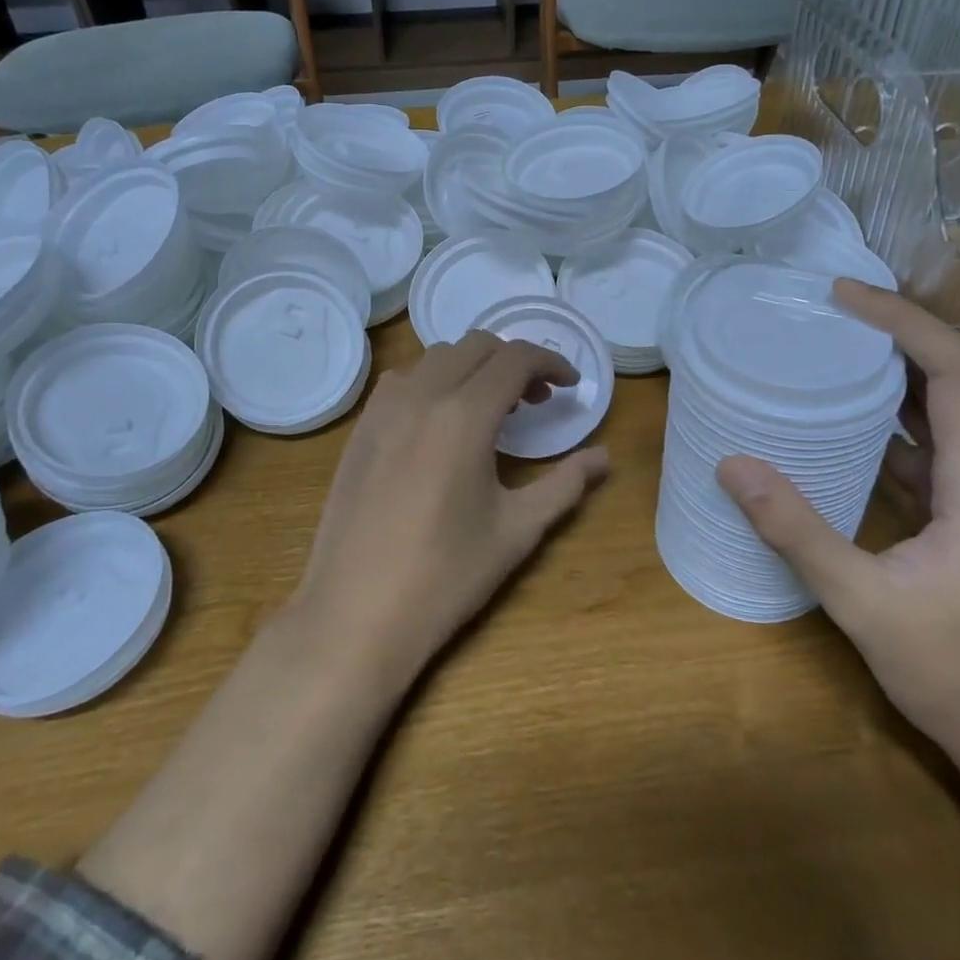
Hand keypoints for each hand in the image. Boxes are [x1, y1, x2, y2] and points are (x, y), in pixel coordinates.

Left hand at [291, 331, 610, 683]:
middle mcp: (422, 396)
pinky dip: (434, 381)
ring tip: (490, 409)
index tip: (571, 385)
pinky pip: (404, 379)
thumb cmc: (445, 576)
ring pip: (437, 357)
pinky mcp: (360, 427)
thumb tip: (605, 457)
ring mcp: (383, 408)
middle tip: (537, 400)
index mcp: (465, 416)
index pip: (516, 359)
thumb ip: (565, 485)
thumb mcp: (517, 530)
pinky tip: (441, 423)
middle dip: (515, 362)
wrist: (355, 614)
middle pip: (477, 346)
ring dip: (473, 368)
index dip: (551, 362)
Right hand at [716, 280, 959, 773]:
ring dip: (889, 374)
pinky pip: (930, 447)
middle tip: (823, 313)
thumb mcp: (865, 603)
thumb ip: (797, 531)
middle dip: (891, 334)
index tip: (843, 297)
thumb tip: (732, 466)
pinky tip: (839, 424)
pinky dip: (888, 420)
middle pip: (952, 377)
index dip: (903, 321)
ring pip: (941, 411)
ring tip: (825, 350)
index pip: (956, 369)